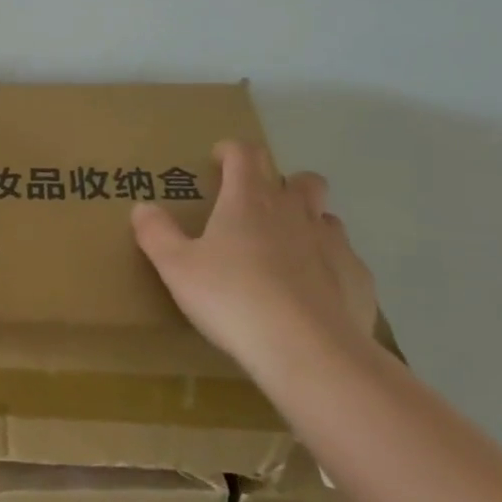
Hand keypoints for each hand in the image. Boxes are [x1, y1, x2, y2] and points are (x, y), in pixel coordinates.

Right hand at [131, 140, 378, 372]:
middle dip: (281, 183)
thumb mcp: (176, 268)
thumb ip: (156, 234)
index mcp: (249, 200)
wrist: (308, 351)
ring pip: (326, 216)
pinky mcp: (358, 278)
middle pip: (300, 178)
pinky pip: (344, 260)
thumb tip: (143, 208)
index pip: (245, 153)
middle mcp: (295, 211)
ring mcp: (333, 243)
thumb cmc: (233, 299)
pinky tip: (313, 294)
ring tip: (285, 253)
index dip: (231, 151)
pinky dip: (328, 267)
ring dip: (307, 224)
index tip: (218, 161)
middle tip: (258, 209)